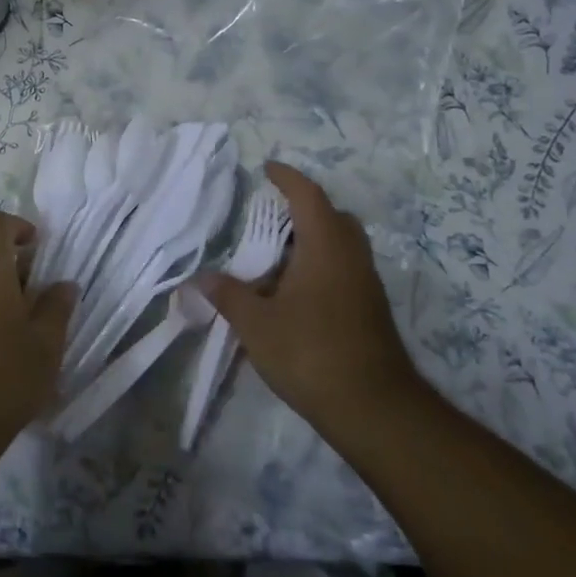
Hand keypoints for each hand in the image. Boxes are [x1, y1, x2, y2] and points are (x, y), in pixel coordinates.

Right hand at [196, 163, 428, 450]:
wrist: (373, 408)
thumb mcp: (256, 324)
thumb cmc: (310, 352)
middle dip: (304, 208)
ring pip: (342, 244)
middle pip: (333, 216)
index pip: (307, 196)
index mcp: (325, 247)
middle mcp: (351, 257)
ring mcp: (366, 284)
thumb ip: (228, 295)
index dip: (287, 178)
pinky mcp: (370, 310)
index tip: (267, 168)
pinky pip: (344, 269)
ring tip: (276, 255)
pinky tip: (294, 291)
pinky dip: (321, 265)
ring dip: (313, 239)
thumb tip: (201, 277)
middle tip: (271, 215)